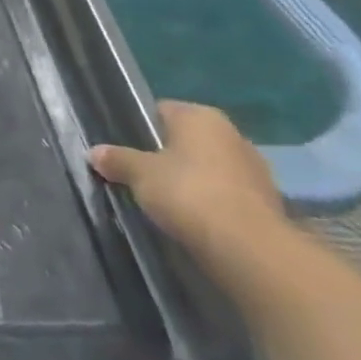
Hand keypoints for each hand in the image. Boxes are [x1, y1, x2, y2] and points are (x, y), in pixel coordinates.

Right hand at [89, 101, 284, 264]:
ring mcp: (254, 168)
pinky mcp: (266, 202)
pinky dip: (209, 201)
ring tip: (162, 200)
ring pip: (207, 167)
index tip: (122, 148)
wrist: (249, 248)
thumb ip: (116, 159)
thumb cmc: (188, 194)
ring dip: (189, 180)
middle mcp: (231, 134)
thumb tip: (94, 152)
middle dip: (164, 155)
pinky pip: (225, 193)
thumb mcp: (139, 174)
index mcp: (200, 117)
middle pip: (186, 139)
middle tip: (138, 175)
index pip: (161, 110)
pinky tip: (190, 218)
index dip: (138, 127)